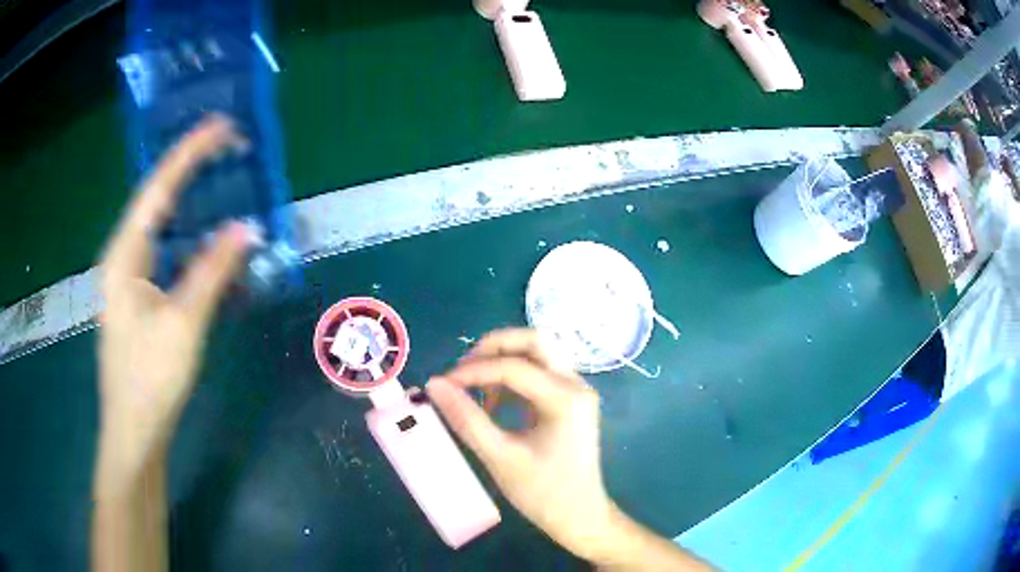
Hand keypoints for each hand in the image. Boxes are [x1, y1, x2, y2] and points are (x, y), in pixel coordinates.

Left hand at [96, 116, 253, 491]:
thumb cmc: (151, 379)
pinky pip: (165, 254)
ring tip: (219, 178)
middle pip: (157, 201)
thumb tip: (247, 227)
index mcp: (124, 256)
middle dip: (190, 169)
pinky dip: (188, 240)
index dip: (189, 153)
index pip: (158, 189)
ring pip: (161, 227)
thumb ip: (213, 271)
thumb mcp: (184, 324)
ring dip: (190, 203)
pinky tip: (206, 238)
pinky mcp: (138, 298)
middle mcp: (123, 257)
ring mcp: (129, 278)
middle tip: (227, 146)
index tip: (221, 125)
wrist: (134, 432)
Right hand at [426, 329, 617, 560]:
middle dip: (493, 348)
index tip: (441, 385)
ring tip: (473, 387)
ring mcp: (576, 391)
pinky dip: (513, 378)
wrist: (580, 517)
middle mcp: (576, 384)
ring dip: (504, 361)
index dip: (472, 371)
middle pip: (534, 341)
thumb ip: (467, 419)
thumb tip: (434, 384)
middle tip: (462, 370)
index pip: (513, 367)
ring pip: (538, 354)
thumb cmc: (543, 493)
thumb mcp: (500, 458)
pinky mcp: (570, 401)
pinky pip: (540, 373)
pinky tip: (493, 403)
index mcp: (565, 398)